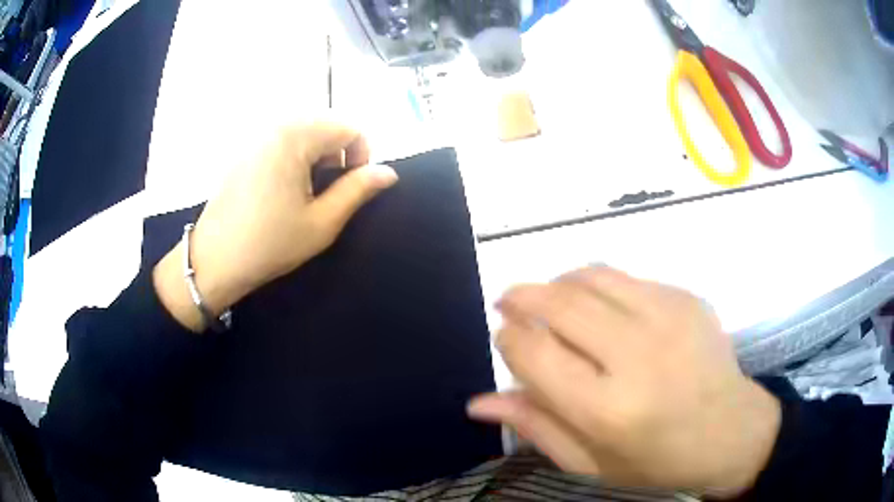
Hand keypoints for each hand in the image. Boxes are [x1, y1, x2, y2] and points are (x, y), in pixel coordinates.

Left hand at [154, 122, 397, 330]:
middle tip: (327, 192)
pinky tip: (282, 189)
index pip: (350, 128)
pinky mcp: (244, 148)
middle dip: (338, 154)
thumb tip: (388, 172)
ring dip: (317, 156)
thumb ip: (358, 190)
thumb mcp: (322, 222)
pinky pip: (282, 139)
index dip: (361, 157)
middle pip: (327, 125)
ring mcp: (256, 135)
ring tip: (305, 192)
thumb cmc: (269, 243)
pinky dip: (295, 156)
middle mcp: (275, 125)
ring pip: (305, 132)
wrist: (213, 261)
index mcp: (296, 136)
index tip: (350, 188)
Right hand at [468, 267, 780, 496]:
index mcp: (607, 409)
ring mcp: (668, 318)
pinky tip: (601, 309)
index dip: (508, 338)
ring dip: (557, 282)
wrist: (730, 431)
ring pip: (591, 276)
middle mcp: (637, 354)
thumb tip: (478, 401)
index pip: (534, 353)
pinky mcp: (687, 299)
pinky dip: (598, 286)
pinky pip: (627, 278)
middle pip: (559, 302)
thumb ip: (535, 426)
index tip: (504, 338)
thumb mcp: (589, 462)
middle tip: (508, 302)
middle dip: (521, 296)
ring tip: (550, 299)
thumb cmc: (656, 460)